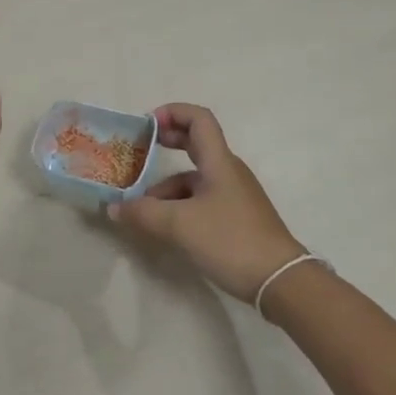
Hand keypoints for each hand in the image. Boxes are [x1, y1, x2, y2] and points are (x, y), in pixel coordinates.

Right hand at [108, 103, 306, 302]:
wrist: (281, 281)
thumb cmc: (230, 240)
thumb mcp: (179, 225)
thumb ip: (143, 213)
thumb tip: (114, 208)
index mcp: (219, 162)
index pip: (199, 119)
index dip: (173, 112)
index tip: (147, 125)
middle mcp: (228, 172)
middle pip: (197, 143)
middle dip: (167, 142)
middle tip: (140, 150)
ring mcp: (234, 195)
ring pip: (195, 178)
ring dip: (167, 186)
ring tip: (143, 209)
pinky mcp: (236, 218)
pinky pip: (202, 199)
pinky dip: (180, 205)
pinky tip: (166, 227)